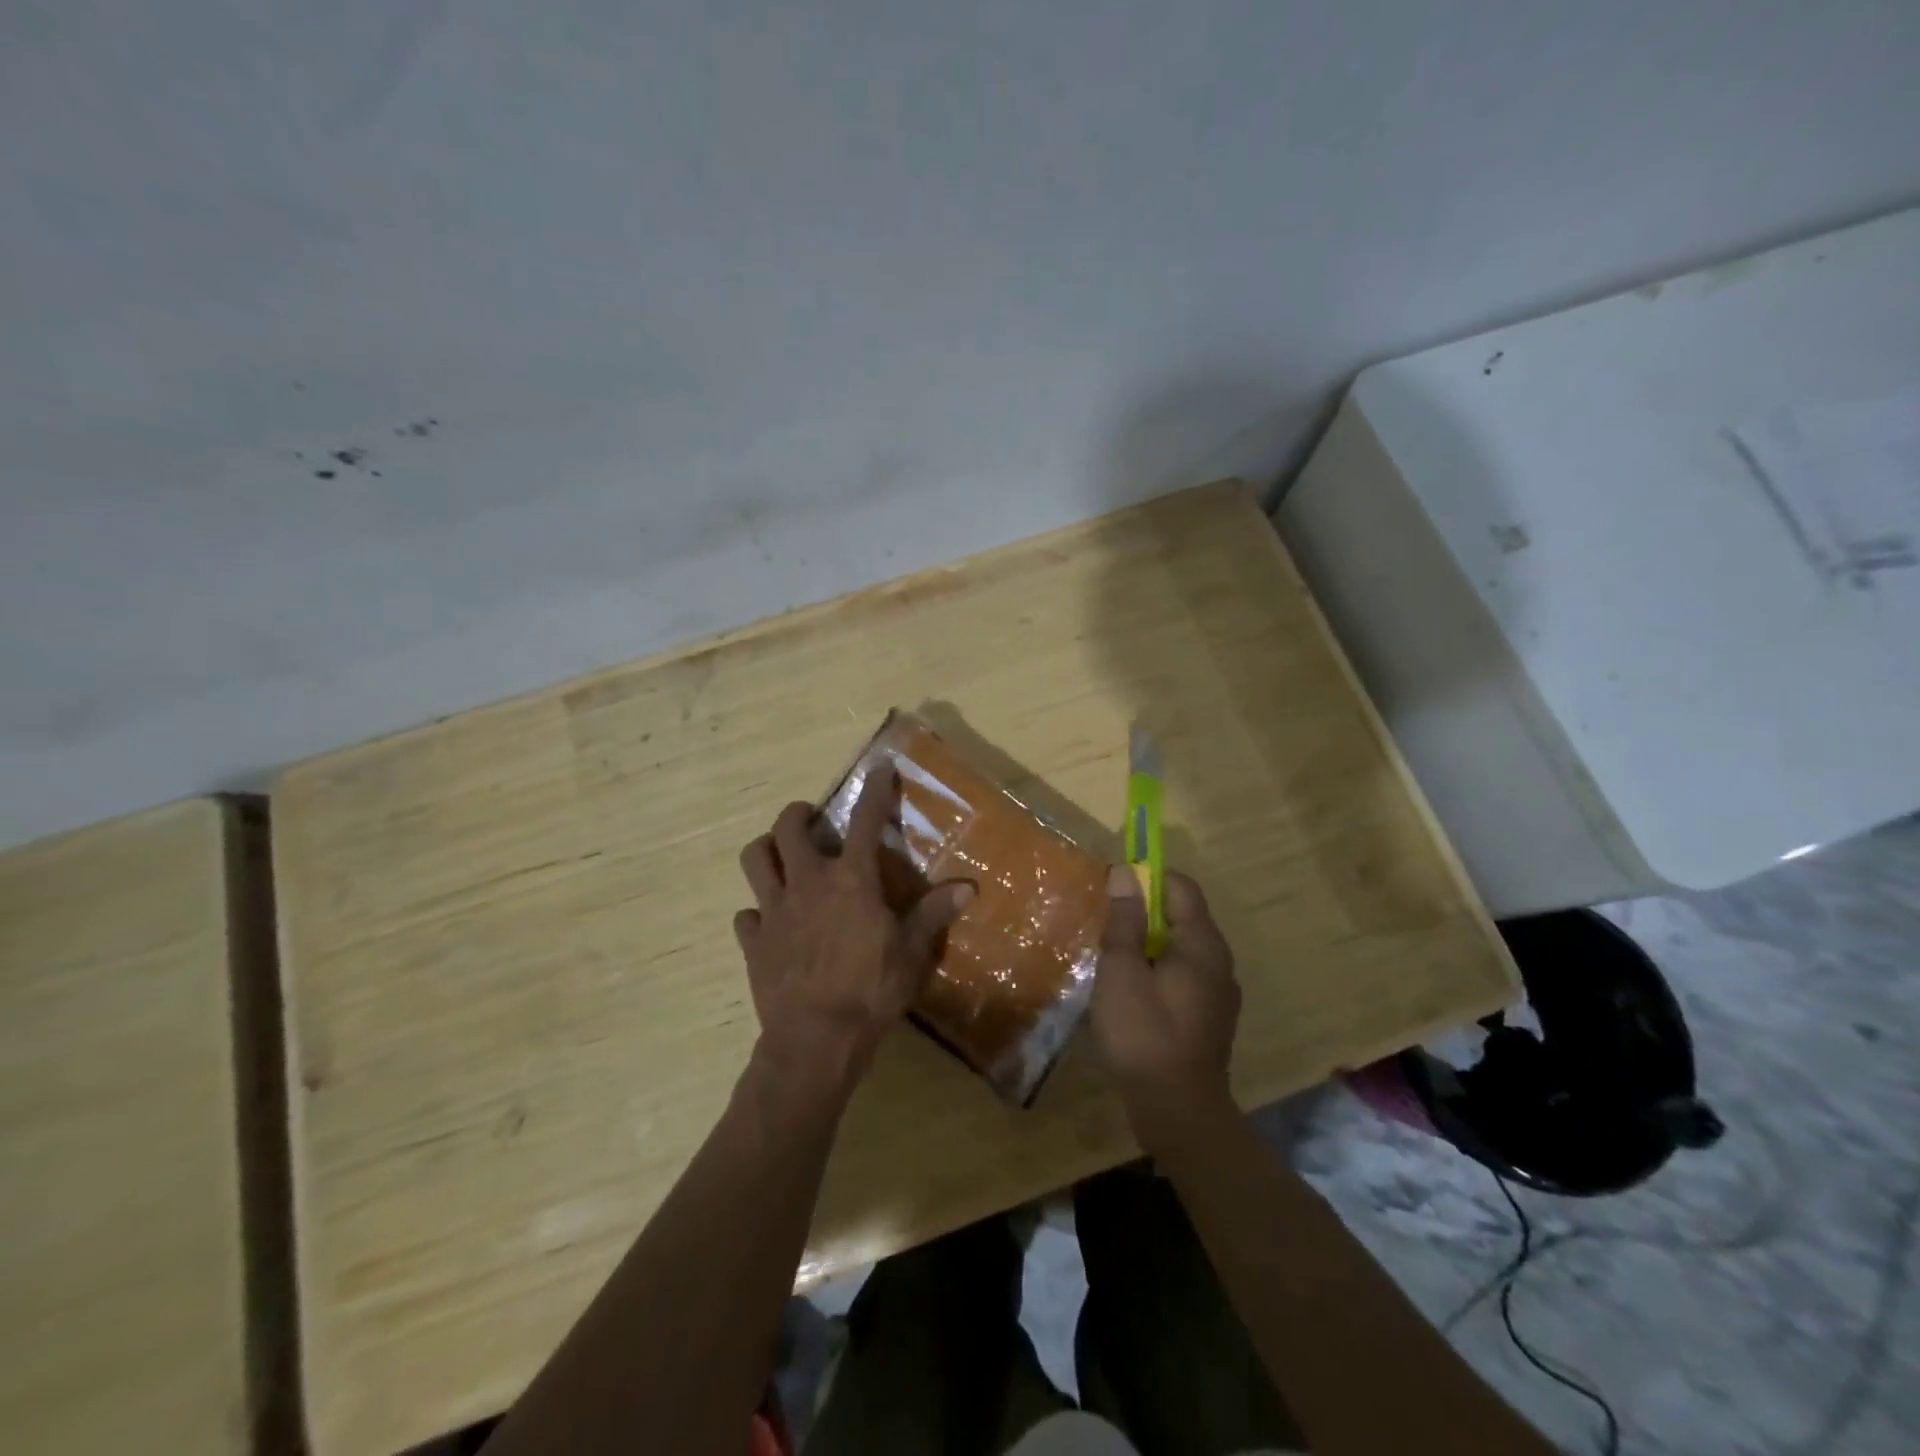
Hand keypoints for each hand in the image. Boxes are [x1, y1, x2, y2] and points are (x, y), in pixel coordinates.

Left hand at [734, 772, 974, 1102]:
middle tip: (810, 819)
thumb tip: (970, 888)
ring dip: (767, 850)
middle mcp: (807, 883)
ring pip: (755, 859)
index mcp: (850, 880)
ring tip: (781, 856)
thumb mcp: (912, 953)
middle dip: (798, 814)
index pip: (865, 822)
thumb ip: (935, 915)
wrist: (815, 1039)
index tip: (878, 768)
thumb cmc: (871, 990)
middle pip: (788, 828)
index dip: (874, 791)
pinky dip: (756, 913)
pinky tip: (769, 923)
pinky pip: (746, 915)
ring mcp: (774, 910)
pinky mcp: (753, 941)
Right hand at [1090, 864, 1240, 1143]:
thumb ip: (1125, 921)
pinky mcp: (1211, 1017)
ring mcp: (1219, 992)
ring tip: (1113, 958)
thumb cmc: (1144, 1033)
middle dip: (1143, 912)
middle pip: (1181, 916)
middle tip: (1106, 926)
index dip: (1147, 878)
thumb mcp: (1122, 971)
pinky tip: (1131, 993)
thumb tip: (1125, 873)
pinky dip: (1158, 970)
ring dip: (1148, 944)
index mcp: (1201, 943)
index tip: (1113, 890)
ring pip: (1180, 948)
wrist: (1178, 1111)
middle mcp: (1218, 961)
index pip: (1181, 886)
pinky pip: (1183, 975)